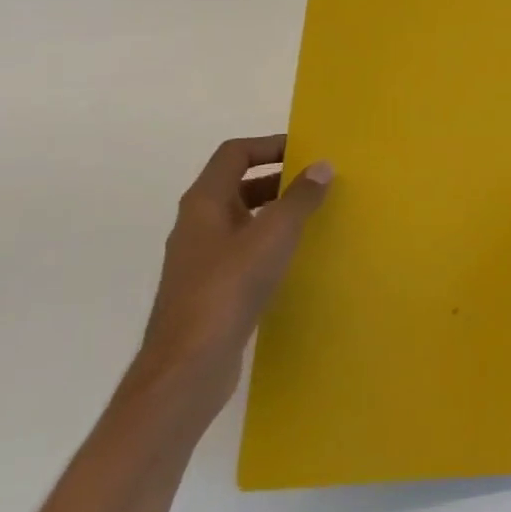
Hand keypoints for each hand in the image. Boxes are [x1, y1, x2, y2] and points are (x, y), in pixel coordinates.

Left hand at [134, 135, 333, 420]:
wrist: (188, 366)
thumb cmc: (229, 288)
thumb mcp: (273, 236)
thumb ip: (300, 198)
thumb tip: (322, 166)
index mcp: (204, 203)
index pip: (235, 154)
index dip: (270, 146)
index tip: (307, 152)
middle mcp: (197, 224)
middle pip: (238, 184)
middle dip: (278, 179)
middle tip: (317, 183)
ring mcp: (201, 258)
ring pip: (242, 219)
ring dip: (275, 212)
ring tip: (314, 217)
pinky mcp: (210, 288)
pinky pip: (243, 250)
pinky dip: (268, 243)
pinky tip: (294, 258)